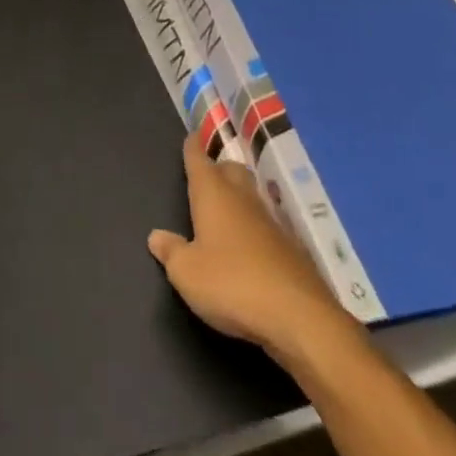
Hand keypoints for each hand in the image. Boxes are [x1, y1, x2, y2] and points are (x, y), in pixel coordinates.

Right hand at [148, 136, 360, 372]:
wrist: (299, 318)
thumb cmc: (231, 284)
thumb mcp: (186, 273)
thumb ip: (171, 251)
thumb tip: (157, 236)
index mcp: (213, 194)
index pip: (199, 159)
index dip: (193, 148)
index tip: (192, 137)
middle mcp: (243, 199)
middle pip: (232, 170)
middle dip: (219, 168)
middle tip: (208, 176)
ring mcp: (272, 223)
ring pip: (253, 196)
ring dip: (240, 198)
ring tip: (227, 211)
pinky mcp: (293, 250)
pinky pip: (269, 227)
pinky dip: (257, 229)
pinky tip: (252, 248)